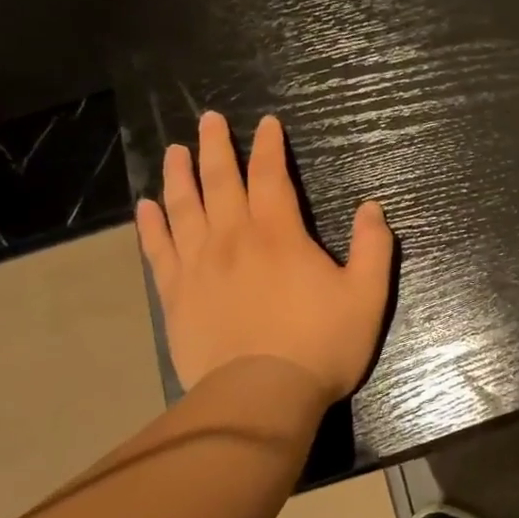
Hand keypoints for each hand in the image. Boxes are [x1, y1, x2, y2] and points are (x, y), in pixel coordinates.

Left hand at [135, 111, 392, 400]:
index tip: (266, 123)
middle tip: (208, 119)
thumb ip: (372, 247)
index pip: (271, 177)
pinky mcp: (176, 296)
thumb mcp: (366, 295)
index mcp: (279, 235)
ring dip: (179, 175)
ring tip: (174, 151)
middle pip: (220, 182)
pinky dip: (151, 225)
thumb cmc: (320, 344)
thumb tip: (371, 207)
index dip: (269, 147)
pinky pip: (158, 250)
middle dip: (216, 147)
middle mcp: (233, 239)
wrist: (260, 398)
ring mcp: (198, 267)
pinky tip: (146, 207)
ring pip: (183, 208)